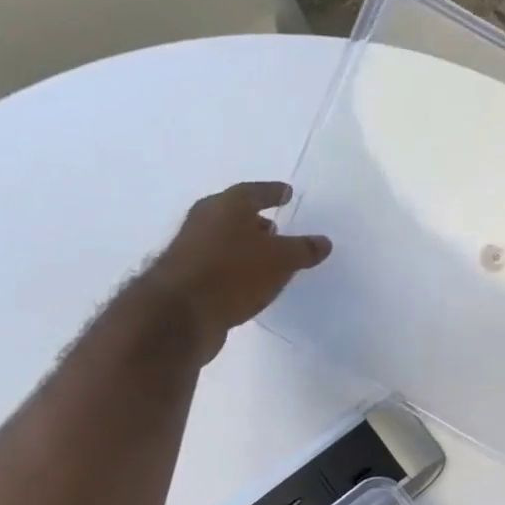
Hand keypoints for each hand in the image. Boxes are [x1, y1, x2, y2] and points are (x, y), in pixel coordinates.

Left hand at [146, 182, 330, 361]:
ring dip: (245, 247)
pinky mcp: (187, 277)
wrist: (181, 313)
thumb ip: (303, 250)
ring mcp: (192, 249)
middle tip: (277, 228)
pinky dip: (236, 269)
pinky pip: (220, 265)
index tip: (287, 193)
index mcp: (226, 205)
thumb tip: (323, 242)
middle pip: (235, 215)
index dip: (273, 192)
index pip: (255, 192)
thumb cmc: (234, 273)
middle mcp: (205, 220)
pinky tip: (248, 282)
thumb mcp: (280, 260)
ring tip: (267, 258)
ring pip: (225, 241)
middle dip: (256, 221)